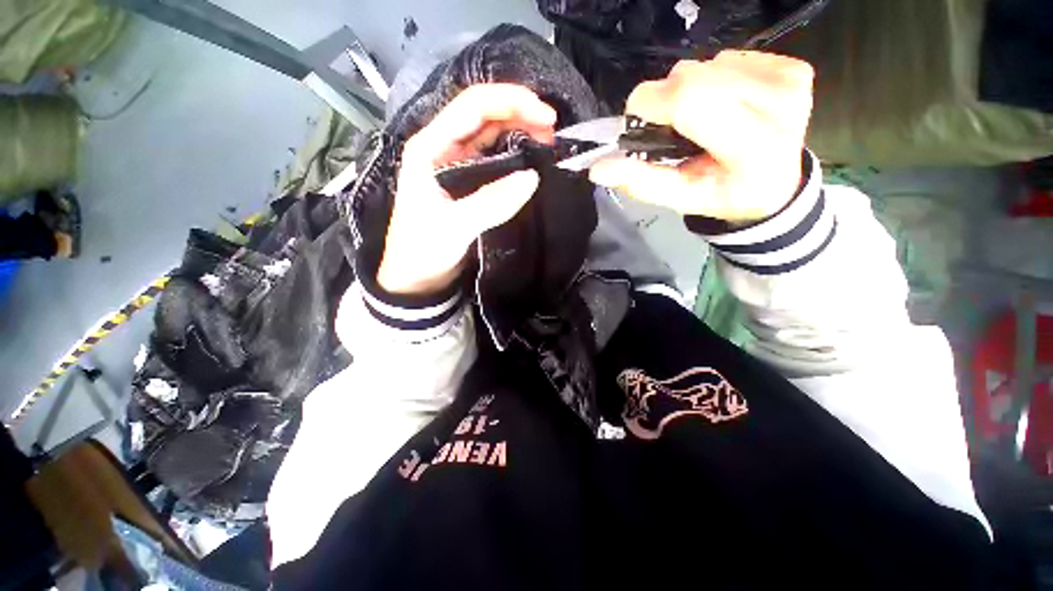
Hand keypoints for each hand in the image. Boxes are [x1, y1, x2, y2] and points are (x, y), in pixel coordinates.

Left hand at [378, 84, 555, 295]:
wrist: (416, 278)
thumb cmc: (423, 250)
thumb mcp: (456, 227)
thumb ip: (492, 202)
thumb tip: (533, 178)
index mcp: (430, 147)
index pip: (473, 107)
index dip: (511, 102)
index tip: (547, 118)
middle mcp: (442, 148)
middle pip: (483, 114)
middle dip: (519, 113)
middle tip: (552, 130)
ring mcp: (454, 165)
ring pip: (489, 134)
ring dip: (519, 131)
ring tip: (547, 142)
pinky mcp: (466, 183)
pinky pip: (492, 159)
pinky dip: (514, 155)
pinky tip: (530, 160)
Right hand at [589, 51, 813, 222]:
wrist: (773, 183)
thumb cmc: (722, 194)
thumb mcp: (678, 198)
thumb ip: (640, 181)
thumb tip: (599, 167)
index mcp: (753, 146)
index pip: (690, 100)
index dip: (650, 103)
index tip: (636, 121)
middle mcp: (778, 103)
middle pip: (694, 76)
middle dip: (666, 99)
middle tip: (670, 129)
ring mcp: (789, 79)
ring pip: (707, 63)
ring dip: (690, 91)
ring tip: (700, 122)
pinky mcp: (790, 65)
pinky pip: (728, 58)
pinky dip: (713, 80)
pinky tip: (723, 105)